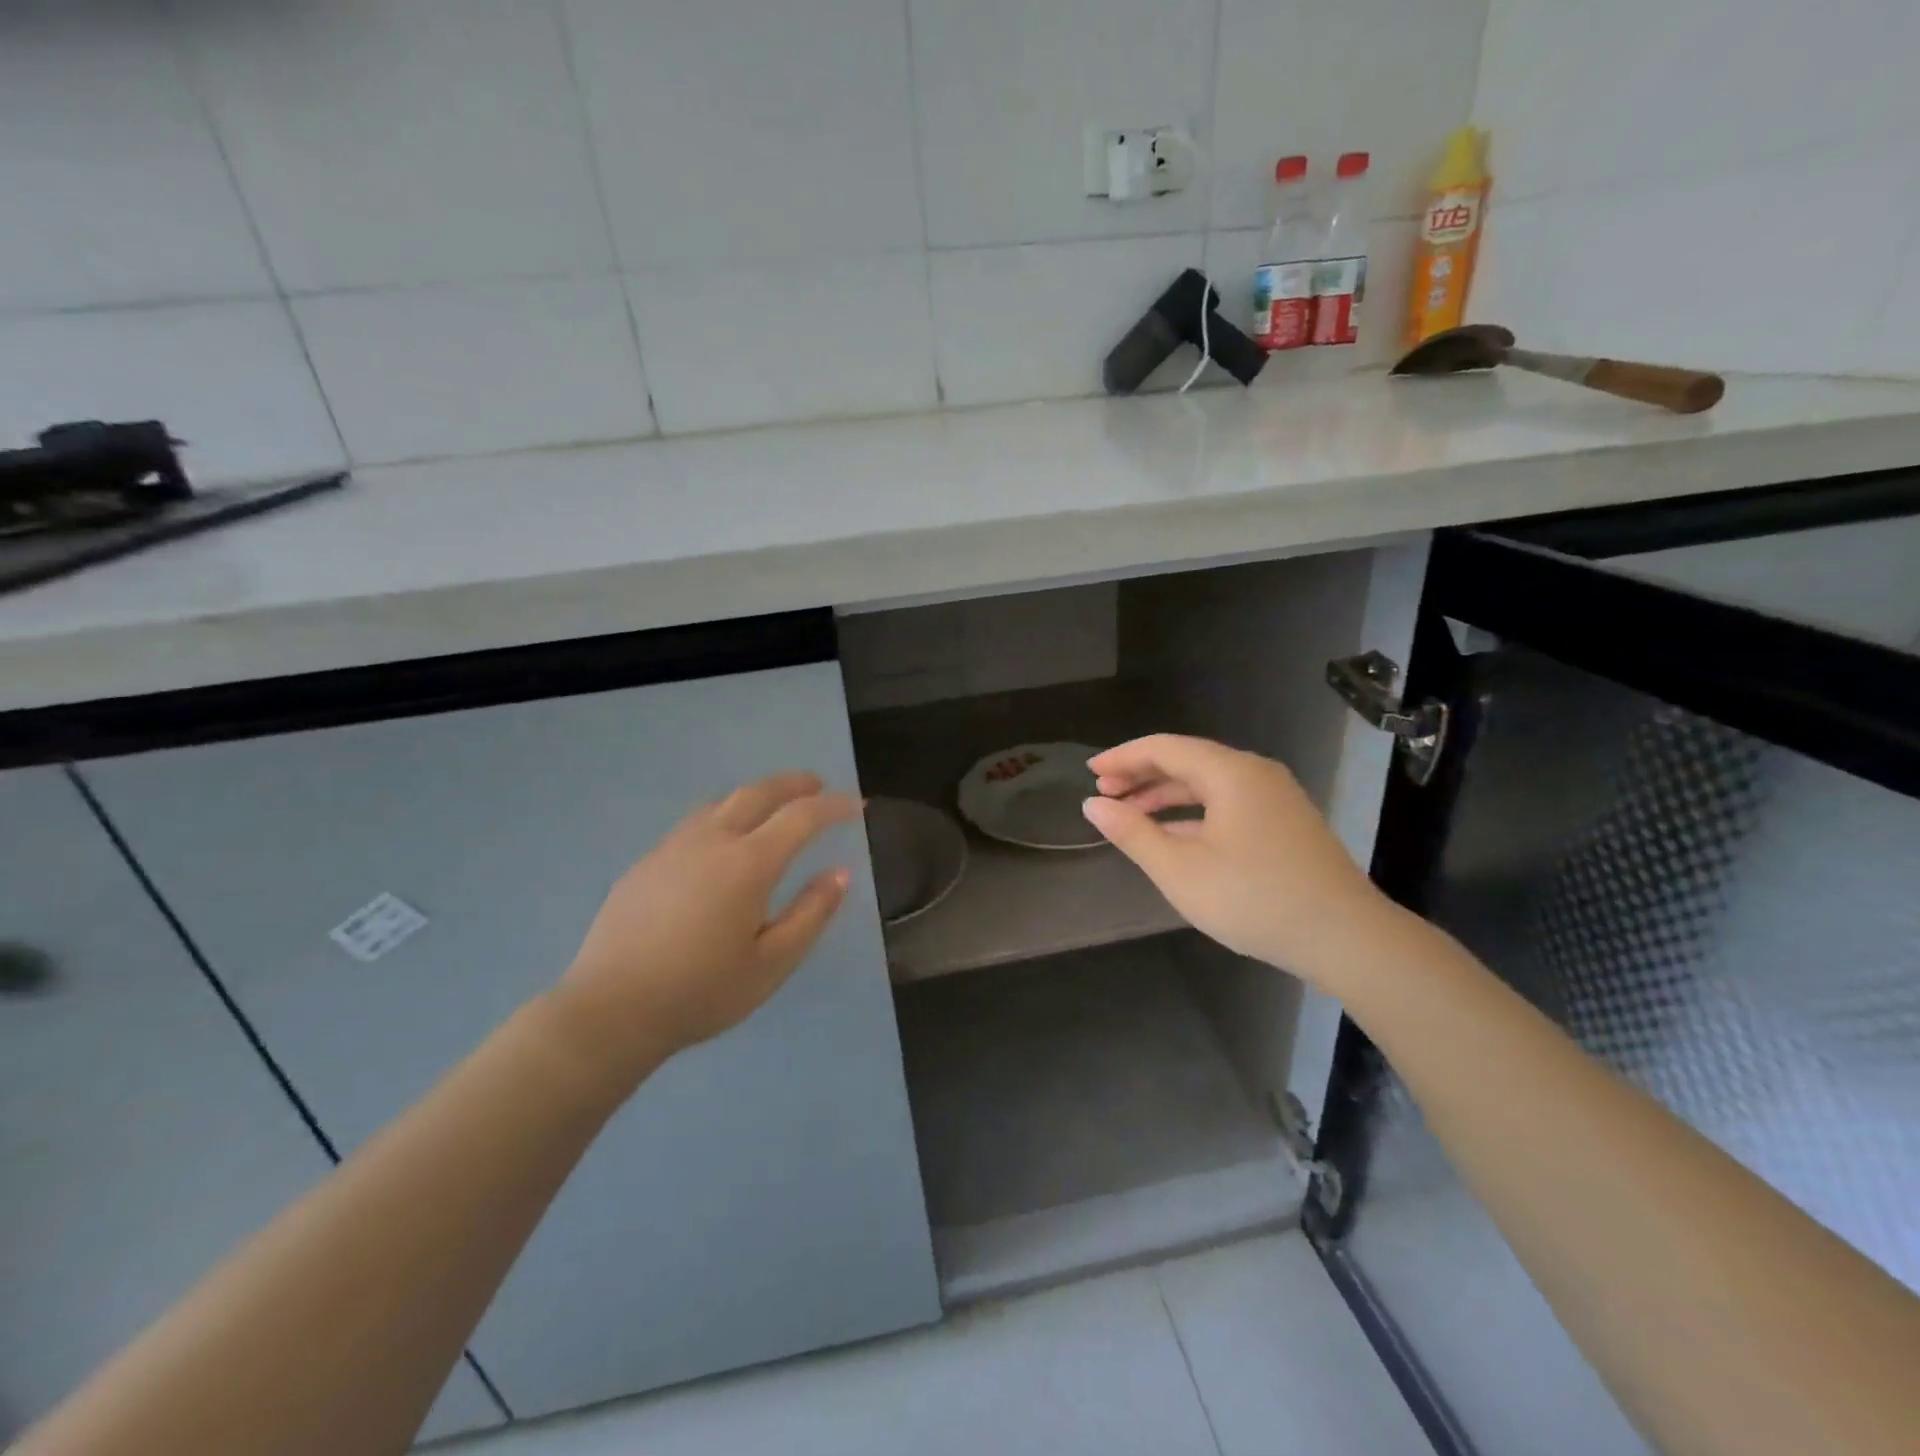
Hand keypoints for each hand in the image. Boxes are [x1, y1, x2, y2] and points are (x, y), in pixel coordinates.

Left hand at [550, 773, 858, 1081]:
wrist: (610, 1011)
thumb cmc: (701, 991)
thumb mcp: (772, 963)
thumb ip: (811, 914)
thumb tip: (840, 874)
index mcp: (748, 863)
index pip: (801, 816)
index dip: (833, 806)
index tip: (856, 805)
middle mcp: (711, 841)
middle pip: (758, 793)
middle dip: (793, 784)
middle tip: (817, 785)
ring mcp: (672, 848)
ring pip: (721, 803)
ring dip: (755, 795)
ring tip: (773, 806)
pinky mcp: (645, 863)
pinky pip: (694, 824)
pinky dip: (723, 816)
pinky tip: (722, 842)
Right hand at [1082, 735, 1393, 988]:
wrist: (1346, 937)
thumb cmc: (1254, 899)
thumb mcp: (1180, 870)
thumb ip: (1133, 833)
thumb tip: (1094, 804)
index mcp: (1229, 772)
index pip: (1164, 748)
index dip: (1123, 757)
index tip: (1090, 772)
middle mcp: (1254, 773)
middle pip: (1187, 760)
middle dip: (1142, 775)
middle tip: (1104, 793)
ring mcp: (1275, 798)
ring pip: (1209, 784)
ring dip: (1166, 795)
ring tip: (1130, 813)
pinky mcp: (1286, 823)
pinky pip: (1228, 803)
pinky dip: (1194, 812)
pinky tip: (1174, 835)